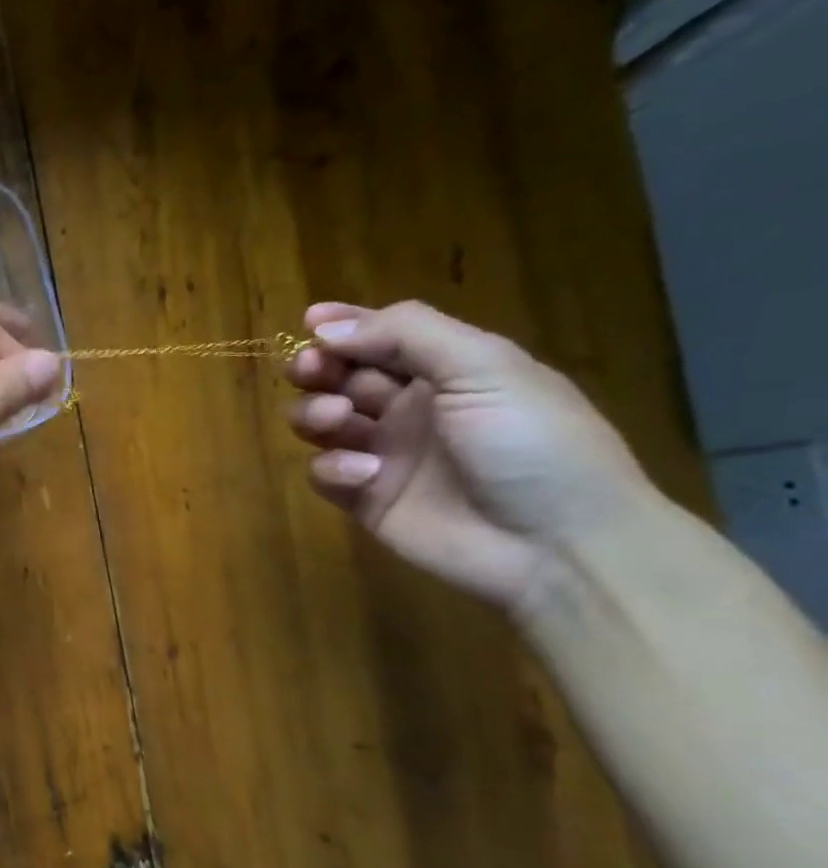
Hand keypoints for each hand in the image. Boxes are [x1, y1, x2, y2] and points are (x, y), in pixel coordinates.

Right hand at [286, 300, 657, 611]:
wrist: (558, 545)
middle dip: (317, 367)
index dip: (344, 326)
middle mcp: (410, 408)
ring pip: (320, 421)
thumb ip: (405, 334)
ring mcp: (385, 454)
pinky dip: (332, 468)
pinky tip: (364, 475)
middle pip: (340, 376)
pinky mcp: (365, 499)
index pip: (382, 336)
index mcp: (447, 370)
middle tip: (309, 370)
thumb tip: (325, 327)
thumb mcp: (484, 367)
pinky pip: (324, 473)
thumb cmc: (532, 443)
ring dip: (315, 413)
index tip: (309, 322)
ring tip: (338, 421)